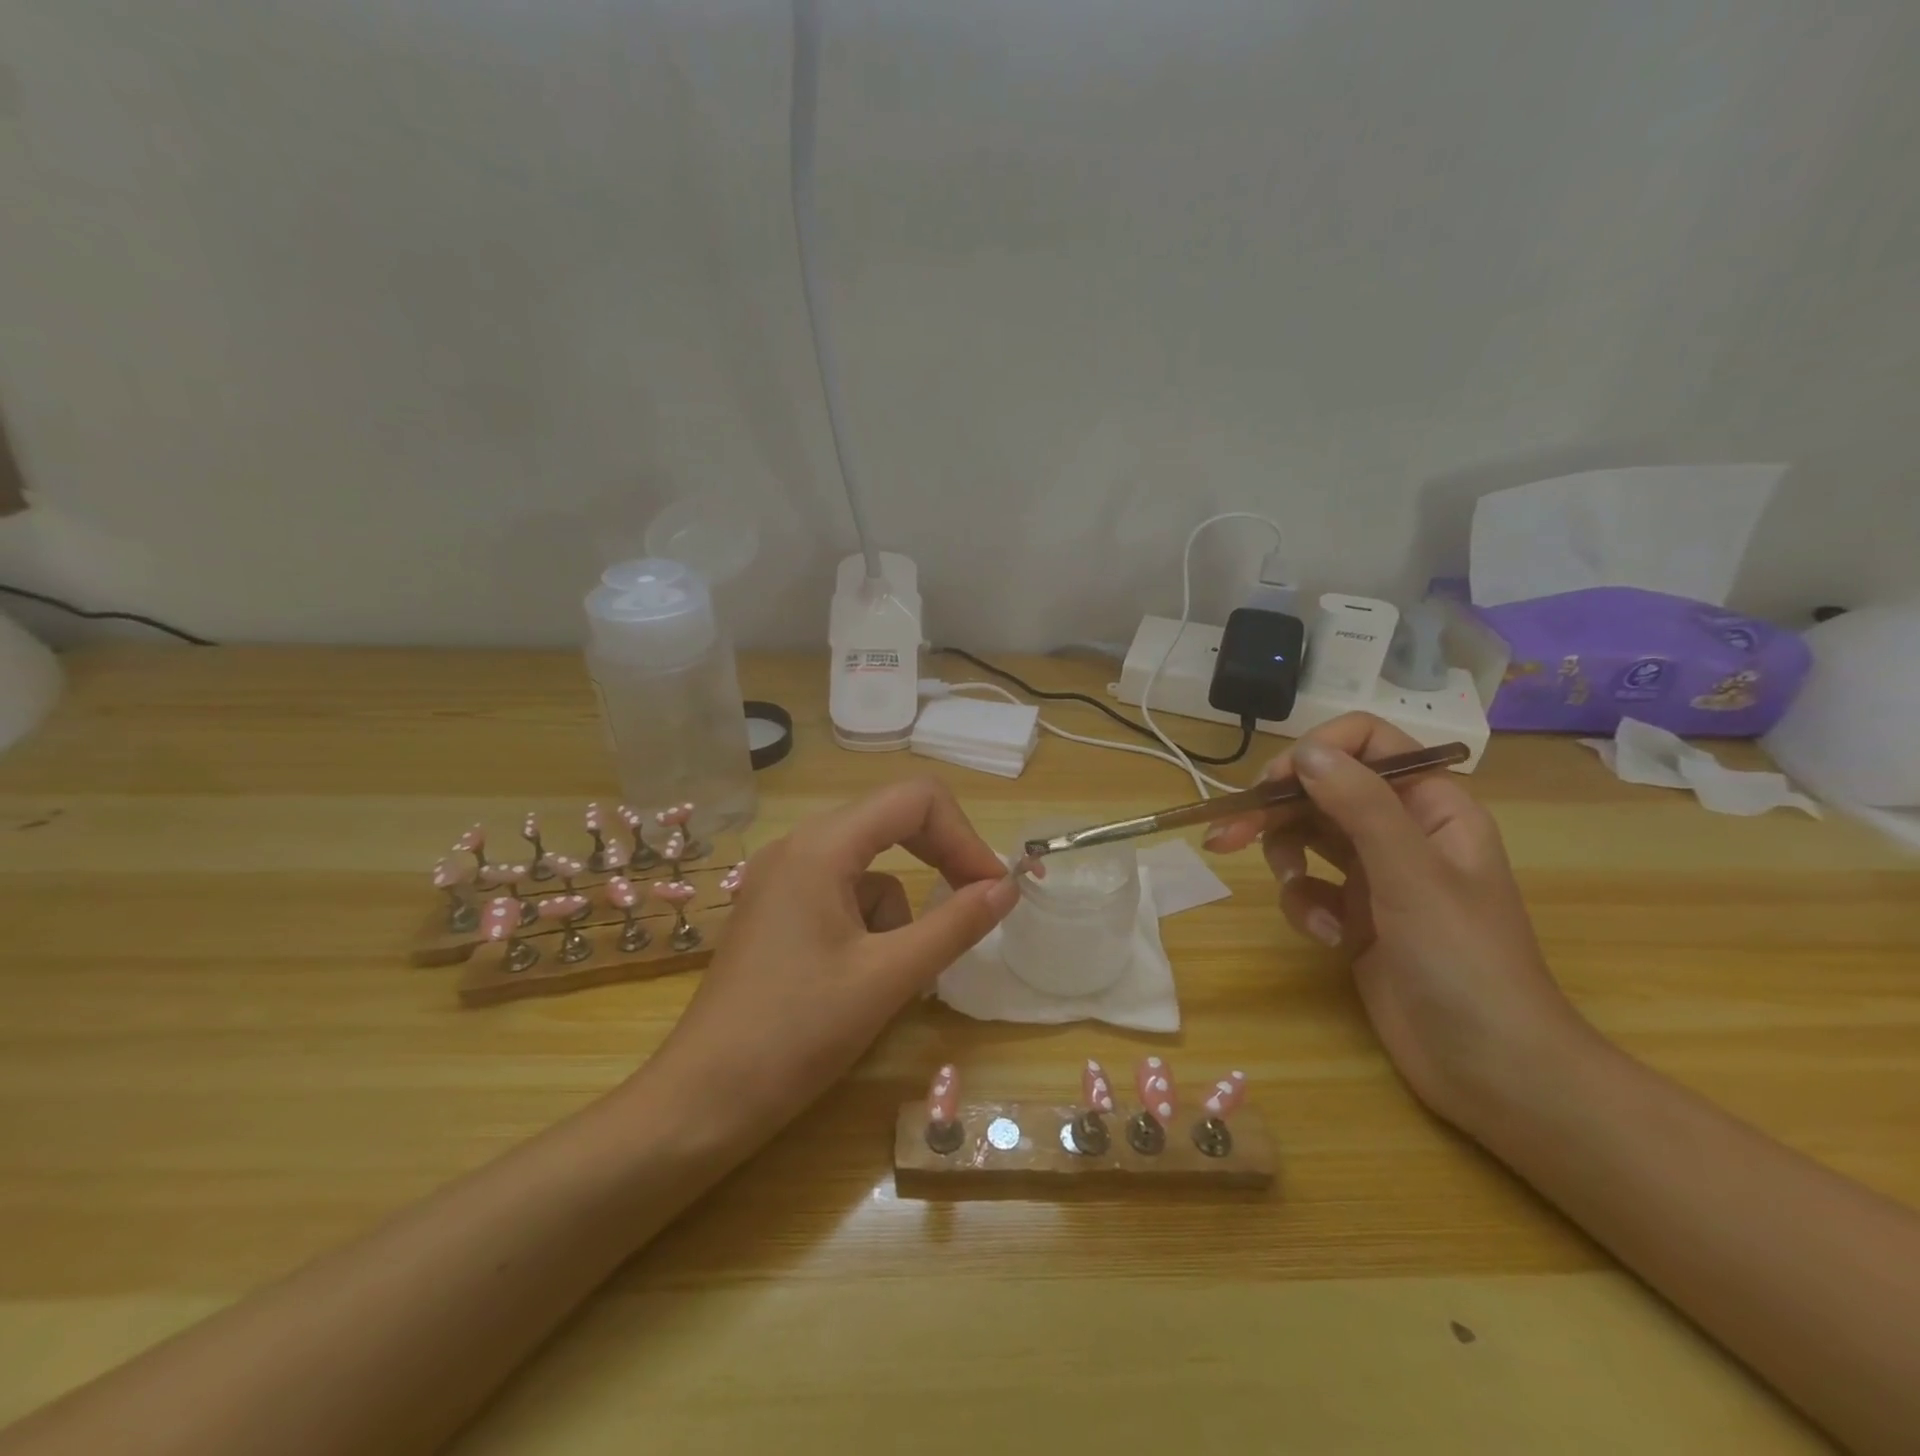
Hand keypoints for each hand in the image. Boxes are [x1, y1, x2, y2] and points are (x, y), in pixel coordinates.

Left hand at [647, 777, 1018, 1147]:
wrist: (703, 1102)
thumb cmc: (796, 1034)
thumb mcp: (889, 978)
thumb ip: (955, 924)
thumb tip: (1007, 887)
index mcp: (821, 846)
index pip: (915, 799)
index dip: (964, 837)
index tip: (992, 889)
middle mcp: (798, 846)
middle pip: (892, 823)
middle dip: (940, 862)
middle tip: (976, 907)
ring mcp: (782, 878)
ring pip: (870, 869)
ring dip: (899, 913)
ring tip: (891, 976)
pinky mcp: (777, 910)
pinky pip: (843, 895)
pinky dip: (869, 927)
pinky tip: (857, 980)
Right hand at [1203, 713, 1593, 1132]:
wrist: (1492, 1070)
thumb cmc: (1465, 962)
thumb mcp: (1412, 875)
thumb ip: (1360, 805)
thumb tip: (1305, 751)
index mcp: (1431, 805)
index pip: (1368, 743)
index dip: (1317, 752)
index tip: (1274, 784)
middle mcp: (1401, 830)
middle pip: (1322, 790)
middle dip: (1276, 809)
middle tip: (1227, 834)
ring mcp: (1376, 874)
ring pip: (1306, 836)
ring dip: (1286, 860)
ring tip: (1295, 892)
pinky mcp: (1353, 914)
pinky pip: (1308, 887)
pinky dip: (1304, 906)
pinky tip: (1325, 937)